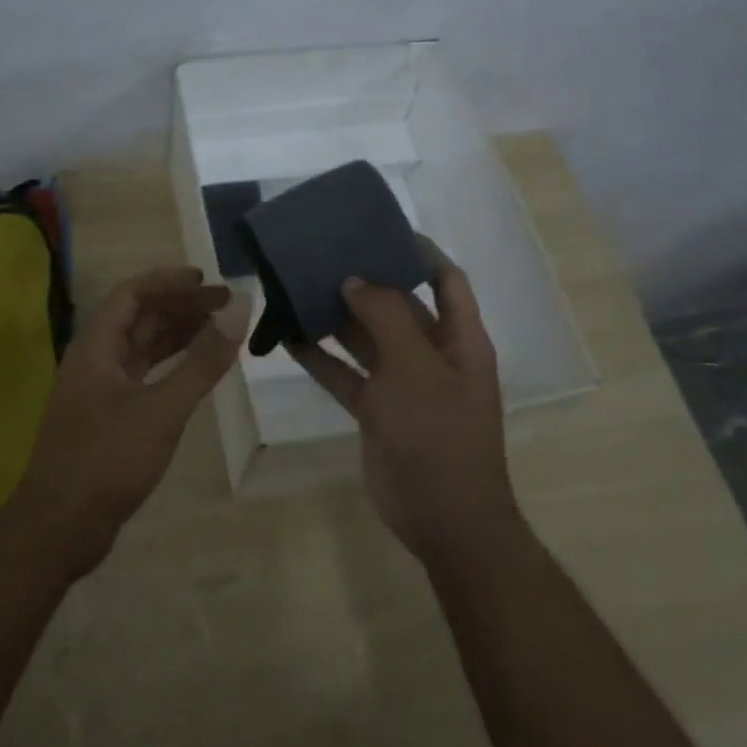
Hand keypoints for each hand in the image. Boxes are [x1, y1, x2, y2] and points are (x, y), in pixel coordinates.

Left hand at [6, 267, 249, 575]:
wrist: (60, 528)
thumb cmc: (107, 461)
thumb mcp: (162, 410)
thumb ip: (202, 361)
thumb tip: (239, 309)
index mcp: (95, 347)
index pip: (132, 294)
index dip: (169, 282)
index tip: (208, 282)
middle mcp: (94, 360)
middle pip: (139, 318)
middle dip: (180, 307)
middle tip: (225, 305)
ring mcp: (99, 390)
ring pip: (141, 347)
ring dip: (177, 334)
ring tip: (219, 328)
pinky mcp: (108, 417)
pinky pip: (143, 375)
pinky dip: (170, 366)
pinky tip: (196, 370)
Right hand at [286, 238, 520, 566]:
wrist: (443, 518)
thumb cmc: (440, 434)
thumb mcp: (416, 368)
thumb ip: (386, 317)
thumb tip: (355, 279)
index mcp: (459, 338)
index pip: (445, 280)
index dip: (420, 252)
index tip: (381, 228)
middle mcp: (431, 354)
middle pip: (398, 305)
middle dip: (366, 281)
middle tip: (324, 254)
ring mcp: (401, 383)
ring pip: (365, 338)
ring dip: (336, 317)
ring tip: (298, 286)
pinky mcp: (375, 410)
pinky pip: (345, 374)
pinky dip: (320, 358)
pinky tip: (288, 338)